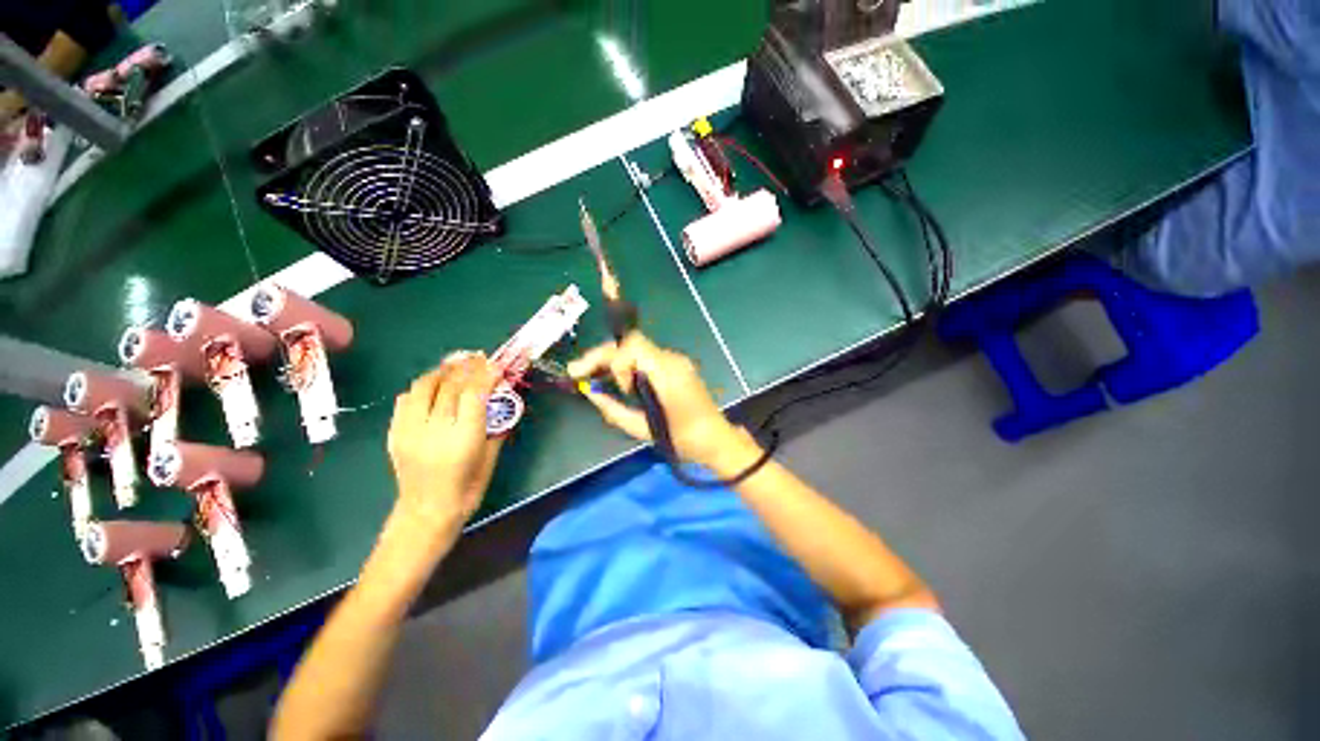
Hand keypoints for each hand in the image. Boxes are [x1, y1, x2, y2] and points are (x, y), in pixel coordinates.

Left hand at [386, 354, 502, 537]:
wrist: (428, 511)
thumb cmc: (469, 486)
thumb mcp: (491, 455)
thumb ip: (496, 424)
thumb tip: (503, 398)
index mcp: (464, 438)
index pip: (473, 394)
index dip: (485, 375)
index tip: (496, 364)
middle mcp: (435, 430)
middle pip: (450, 386)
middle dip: (466, 367)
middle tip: (478, 357)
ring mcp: (410, 430)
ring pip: (424, 387)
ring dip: (442, 371)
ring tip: (455, 365)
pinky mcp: (395, 433)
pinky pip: (406, 399)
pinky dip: (422, 387)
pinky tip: (433, 386)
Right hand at [567, 333, 741, 465]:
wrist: (716, 439)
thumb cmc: (683, 439)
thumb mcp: (643, 430)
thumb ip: (613, 410)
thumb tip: (590, 392)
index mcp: (668, 373)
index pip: (633, 346)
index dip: (614, 360)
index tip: (609, 384)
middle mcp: (672, 359)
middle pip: (631, 343)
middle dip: (602, 356)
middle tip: (577, 371)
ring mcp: (676, 360)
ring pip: (636, 349)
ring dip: (613, 360)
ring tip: (591, 375)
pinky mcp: (676, 366)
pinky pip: (646, 358)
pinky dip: (627, 366)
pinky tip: (615, 380)